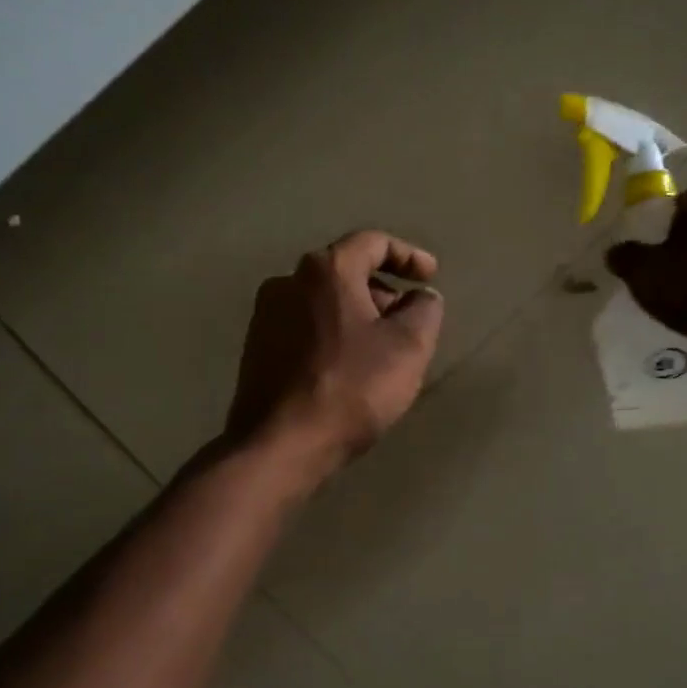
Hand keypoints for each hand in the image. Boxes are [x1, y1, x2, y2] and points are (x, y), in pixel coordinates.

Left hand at [227, 230, 444, 480]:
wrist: (280, 444)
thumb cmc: (351, 388)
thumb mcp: (408, 347)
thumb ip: (424, 310)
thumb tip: (421, 298)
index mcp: (326, 270)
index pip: (372, 243)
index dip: (408, 255)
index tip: (430, 276)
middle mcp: (288, 282)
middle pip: (345, 272)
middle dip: (382, 291)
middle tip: (408, 320)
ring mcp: (265, 316)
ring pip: (323, 302)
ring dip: (357, 316)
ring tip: (382, 349)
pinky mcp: (255, 349)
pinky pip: (304, 328)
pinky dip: (332, 335)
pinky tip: (347, 368)